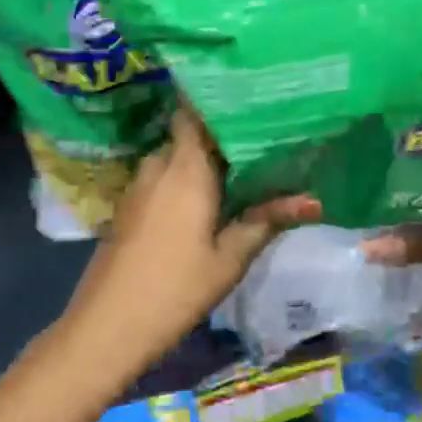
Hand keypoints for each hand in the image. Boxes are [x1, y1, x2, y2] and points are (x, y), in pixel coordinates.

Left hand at [54, 107, 319, 383]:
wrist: (108, 325)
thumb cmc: (175, 289)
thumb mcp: (228, 259)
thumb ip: (265, 221)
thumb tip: (313, 200)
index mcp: (184, 169)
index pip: (195, 110)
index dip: (220, 99)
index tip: (253, 96)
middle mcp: (158, 166)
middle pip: (190, 134)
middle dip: (222, 134)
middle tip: (264, 136)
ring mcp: (138, 187)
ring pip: (176, 159)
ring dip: (204, 160)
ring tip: (245, 166)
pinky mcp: (129, 208)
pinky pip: (163, 180)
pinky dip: (187, 180)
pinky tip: (212, 197)